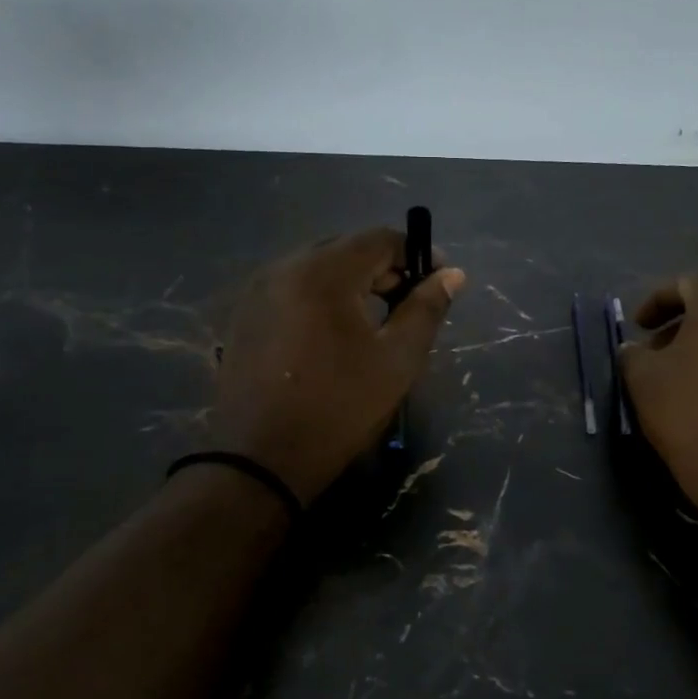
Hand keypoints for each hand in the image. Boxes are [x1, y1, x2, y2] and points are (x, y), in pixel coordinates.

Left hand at [211, 228, 466, 502]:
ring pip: (317, 267)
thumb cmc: (339, 408)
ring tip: (373, 320)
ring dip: (351, 282)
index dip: (415, 254)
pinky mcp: (245, 314)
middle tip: (408, 303)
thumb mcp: (396, 360)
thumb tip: (452, 275)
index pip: (379, 239)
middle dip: (383, 268)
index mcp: (323, 272)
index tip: (438, 281)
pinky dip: (321, 297)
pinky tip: (333, 334)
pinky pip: (292, 287)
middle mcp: (284, 267)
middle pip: (346, 248)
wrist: (260, 459)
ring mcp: (258, 290)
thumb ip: (426, 309)